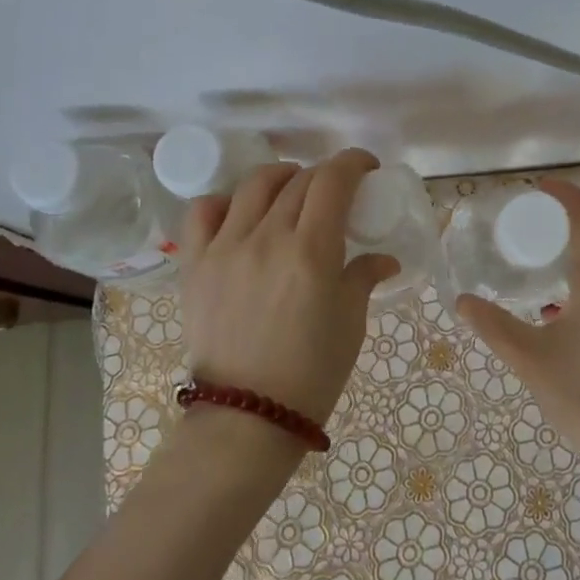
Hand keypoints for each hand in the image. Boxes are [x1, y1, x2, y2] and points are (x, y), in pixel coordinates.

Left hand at [178, 148, 398, 428]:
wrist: (247, 417)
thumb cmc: (312, 372)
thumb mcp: (351, 323)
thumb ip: (364, 277)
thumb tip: (383, 259)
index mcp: (312, 250)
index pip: (333, 180)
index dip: (353, 162)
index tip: (366, 168)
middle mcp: (267, 237)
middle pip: (299, 180)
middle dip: (325, 175)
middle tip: (336, 192)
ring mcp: (226, 247)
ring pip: (254, 185)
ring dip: (281, 177)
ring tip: (291, 191)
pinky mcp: (196, 264)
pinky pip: (204, 212)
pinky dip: (225, 201)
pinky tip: (240, 212)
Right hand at [457, 178, 579, 516]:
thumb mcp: (533, 363)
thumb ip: (495, 328)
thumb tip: (462, 301)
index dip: (567, 195)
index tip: (539, 187)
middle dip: (563, 223)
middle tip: (526, 222)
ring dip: (570, 255)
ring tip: (533, 261)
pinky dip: (578, 284)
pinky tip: (552, 311)